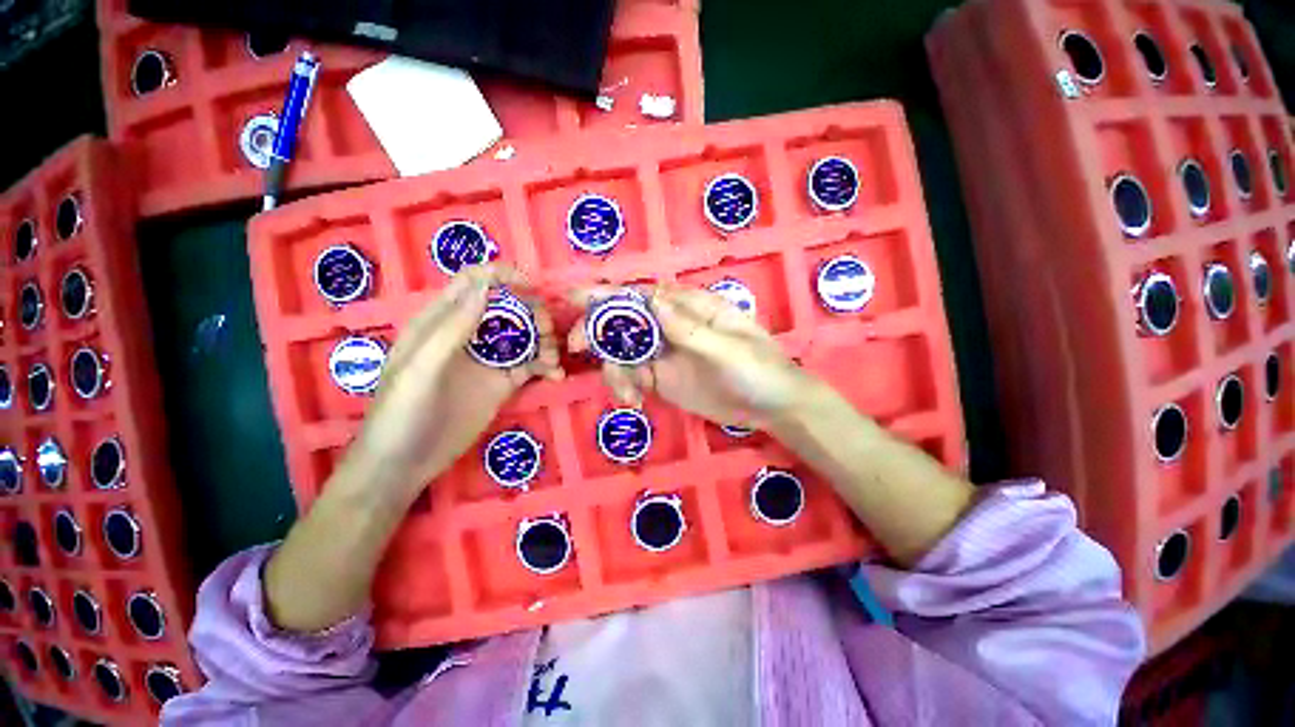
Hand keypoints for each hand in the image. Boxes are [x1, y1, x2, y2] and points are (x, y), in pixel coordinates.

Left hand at [342, 265, 563, 502]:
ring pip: (523, 335)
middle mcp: (468, 335)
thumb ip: (452, 327)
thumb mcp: (420, 368)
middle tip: (548, 330)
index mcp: (440, 322)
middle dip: (532, 312)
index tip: (531, 286)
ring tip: (553, 359)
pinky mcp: (502, 383)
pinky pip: (530, 365)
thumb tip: (486, 286)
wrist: (404, 465)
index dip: (502, 277)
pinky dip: (547, 365)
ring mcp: (487, 360)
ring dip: (544, 340)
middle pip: (507, 308)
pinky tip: (556, 375)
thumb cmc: (401, 413)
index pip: (473, 283)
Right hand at [569, 284, 808, 430]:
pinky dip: (625, 387)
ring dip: (614, 370)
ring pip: (624, 352)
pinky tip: (635, 403)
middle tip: (575, 347)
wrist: (771, 407)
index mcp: (689, 308)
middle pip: (625, 321)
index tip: (573, 299)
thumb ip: (689, 329)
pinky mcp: (662, 379)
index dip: (608, 295)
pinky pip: (633, 377)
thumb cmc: (758, 369)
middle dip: (597, 330)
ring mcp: (665, 354)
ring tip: (629, 394)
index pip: (642, 295)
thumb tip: (652, 300)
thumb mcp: (728, 349)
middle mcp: (671, 326)